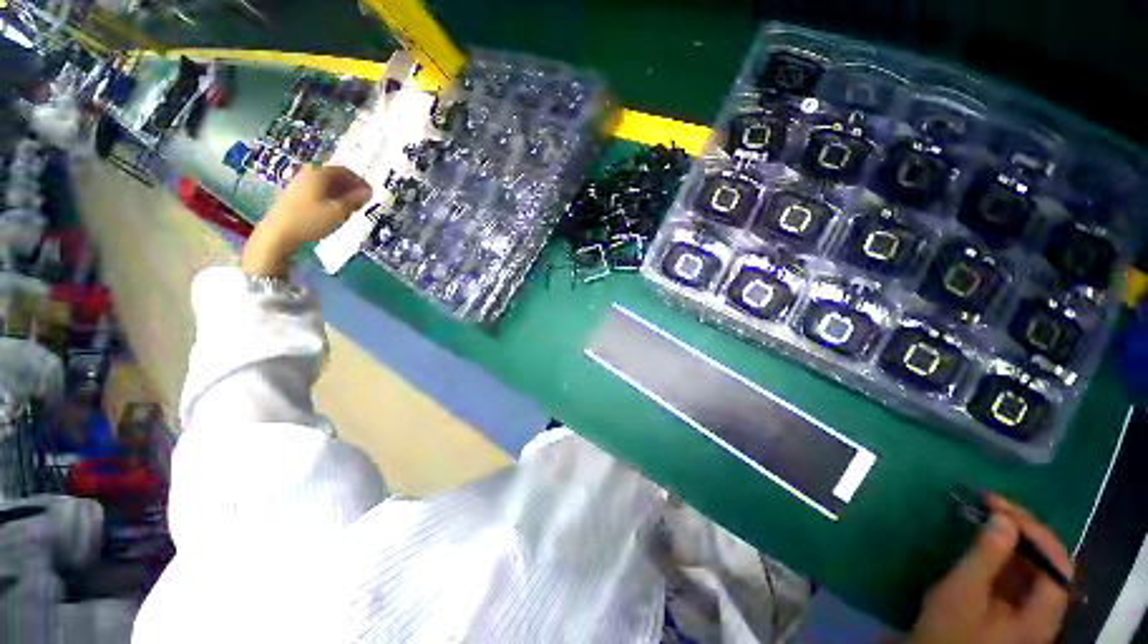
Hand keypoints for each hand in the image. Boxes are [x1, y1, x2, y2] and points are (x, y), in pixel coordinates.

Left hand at [241, 166, 371, 276]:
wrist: (278, 233)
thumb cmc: (309, 220)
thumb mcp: (337, 212)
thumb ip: (354, 200)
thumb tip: (369, 192)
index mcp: (319, 173)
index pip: (345, 171)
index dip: (360, 181)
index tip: (371, 194)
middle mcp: (308, 173)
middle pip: (334, 175)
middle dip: (351, 186)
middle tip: (363, 200)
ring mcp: (298, 183)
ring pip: (326, 183)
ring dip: (341, 192)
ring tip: (352, 206)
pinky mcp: (294, 194)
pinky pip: (317, 190)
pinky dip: (330, 196)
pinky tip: (335, 209)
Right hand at [908, 494, 1073, 643]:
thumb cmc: (949, 630)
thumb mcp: (962, 593)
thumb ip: (986, 556)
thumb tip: (1003, 518)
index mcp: (1042, 615)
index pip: (1057, 562)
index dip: (1034, 530)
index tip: (999, 506)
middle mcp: (1045, 613)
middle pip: (1049, 563)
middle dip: (1023, 530)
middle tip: (992, 505)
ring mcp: (1030, 613)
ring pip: (1034, 567)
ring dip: (1014, 539)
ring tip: (988, 517)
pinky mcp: (1014, 612)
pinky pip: (1020, 576)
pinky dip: (1006, 554)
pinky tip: (987, 542)